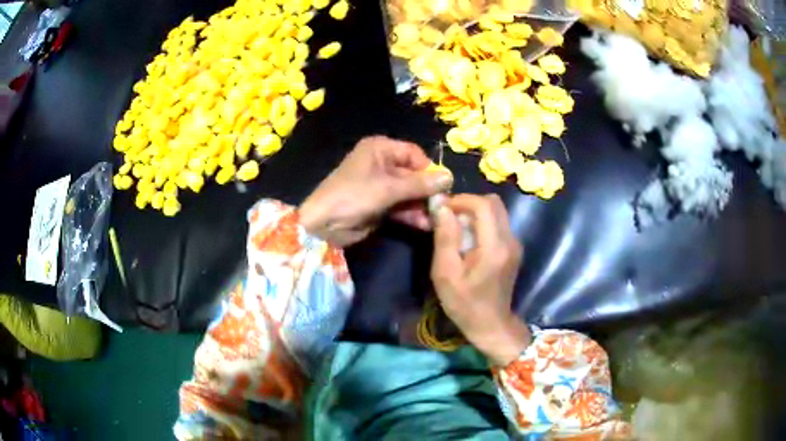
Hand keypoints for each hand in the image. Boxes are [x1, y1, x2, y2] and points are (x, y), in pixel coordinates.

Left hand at [299, 136, 452, 246]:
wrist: (323, 225)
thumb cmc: (353, 196)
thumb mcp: (388, 188)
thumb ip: (419, 184)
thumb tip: (450, 177)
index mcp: (380, 149)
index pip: (414, 154)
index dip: (429, 169)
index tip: (444, 186)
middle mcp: (381, 164)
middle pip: (413, 175)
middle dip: (427, 191)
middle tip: (443, 206)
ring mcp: (380, 186)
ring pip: (409, 193)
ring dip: (422, 206)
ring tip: (437, 219)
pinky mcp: (379, 205)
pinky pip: (401, 206)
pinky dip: (412, 215)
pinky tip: (425, 225)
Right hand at [431, 194, 530, 365]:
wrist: (490, 324)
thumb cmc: (464, 303)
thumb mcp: (446, 273)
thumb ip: (445, 237)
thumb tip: (442, 206)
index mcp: (495, 247)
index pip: (483, 205)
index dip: (461, 200)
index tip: (442, 209)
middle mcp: (510, 240)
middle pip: (494, 203)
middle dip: (469, 203)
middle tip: (448, 216)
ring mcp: (515, 244)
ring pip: (497, 211)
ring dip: (475, 212)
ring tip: (455, 227)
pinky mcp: (514, 248)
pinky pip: (498, 224)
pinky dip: (482, 223)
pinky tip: (468, 239)